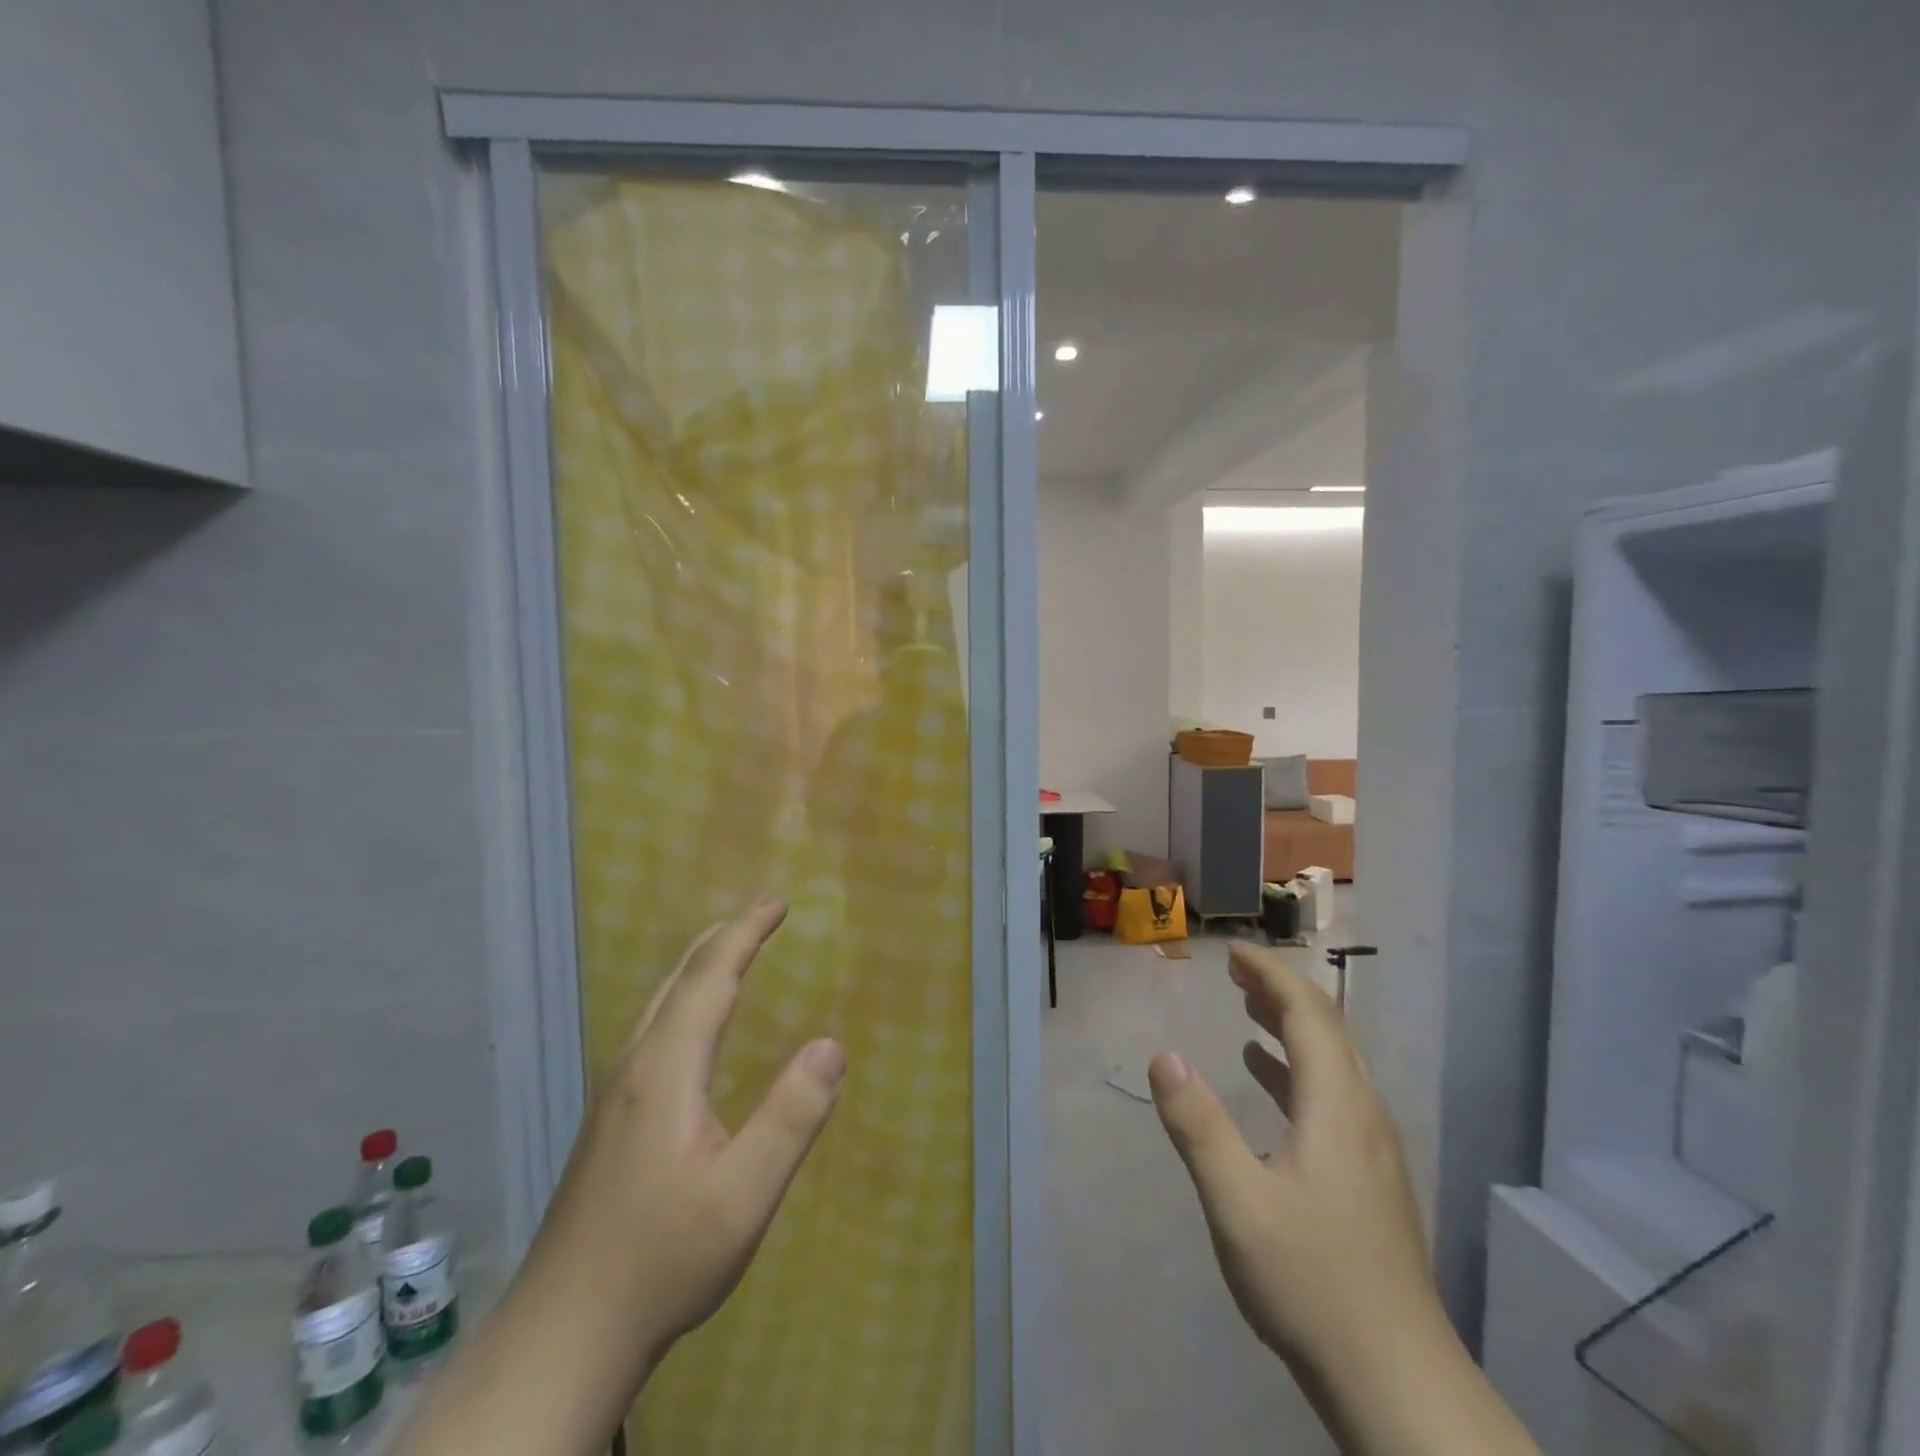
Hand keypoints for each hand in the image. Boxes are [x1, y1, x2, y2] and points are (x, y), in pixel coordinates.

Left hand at [526, 898, 845, 1365]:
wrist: (562, 1336)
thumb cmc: (660, 1261)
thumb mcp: (743, 1197)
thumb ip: (791, 1118)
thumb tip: (831, 1044)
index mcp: (665, 1069)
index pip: (709, 978)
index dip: (744, 934)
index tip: (777, 903)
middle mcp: (635, 1067)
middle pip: (677, 980)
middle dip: (722, 938)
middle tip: (761, 914)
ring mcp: (615, 1094)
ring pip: (658, 1004)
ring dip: (699, 965)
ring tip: (731, 951)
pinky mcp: (610, 1121)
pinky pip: (653, 1029)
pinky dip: (684, 998)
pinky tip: (692, 1027)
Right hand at [1150, 943, 1538, 1455]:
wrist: (1398, 1382)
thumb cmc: (1313, 1283)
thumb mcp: (1238, 1203)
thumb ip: (1198, 1125)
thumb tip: (1164, 1056)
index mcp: (1337, 1108)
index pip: (1308, 1015)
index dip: (1271, 976)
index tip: (1233, 953)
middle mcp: (1363, 1116)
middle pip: (1328, 1031)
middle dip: (1280, 992)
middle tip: (1235, 973)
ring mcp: (1372, 1150)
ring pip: (1334, 1064)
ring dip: (1291, 1027)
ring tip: (1247, 1009)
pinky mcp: (1370, 1179)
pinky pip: (1333, 1096)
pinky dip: (1297, 1069)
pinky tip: (1267, 1080)